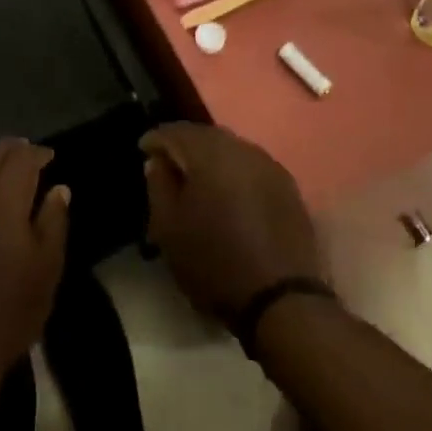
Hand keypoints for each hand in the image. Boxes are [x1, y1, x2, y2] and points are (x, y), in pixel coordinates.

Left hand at [0, 139, 69, 381]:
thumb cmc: (12, 310)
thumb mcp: (47, 267)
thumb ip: (53, 221)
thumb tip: (58, 188)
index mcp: (3, 204)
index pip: (20, 162)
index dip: (37, 154)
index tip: (50, 156)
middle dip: (11, 150)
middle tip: (28, 151)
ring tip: (4, 165)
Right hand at [141, 123, 321, 320]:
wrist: (281, 299)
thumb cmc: (214, 263)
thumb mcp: (169, 229)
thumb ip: (158, 186)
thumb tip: (158, 162)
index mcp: (210, 154)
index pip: (175, 131)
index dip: (155, 139)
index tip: (143, 151)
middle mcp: (242, 149)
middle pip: (205, 135)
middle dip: (184, 144)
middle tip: (168, 163)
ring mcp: (270, 165)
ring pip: (231, 148)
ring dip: (211, 157)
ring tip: (197, 178)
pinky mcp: (288, 186)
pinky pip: (251, 165)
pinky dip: (234, 171)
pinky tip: (228, 192)